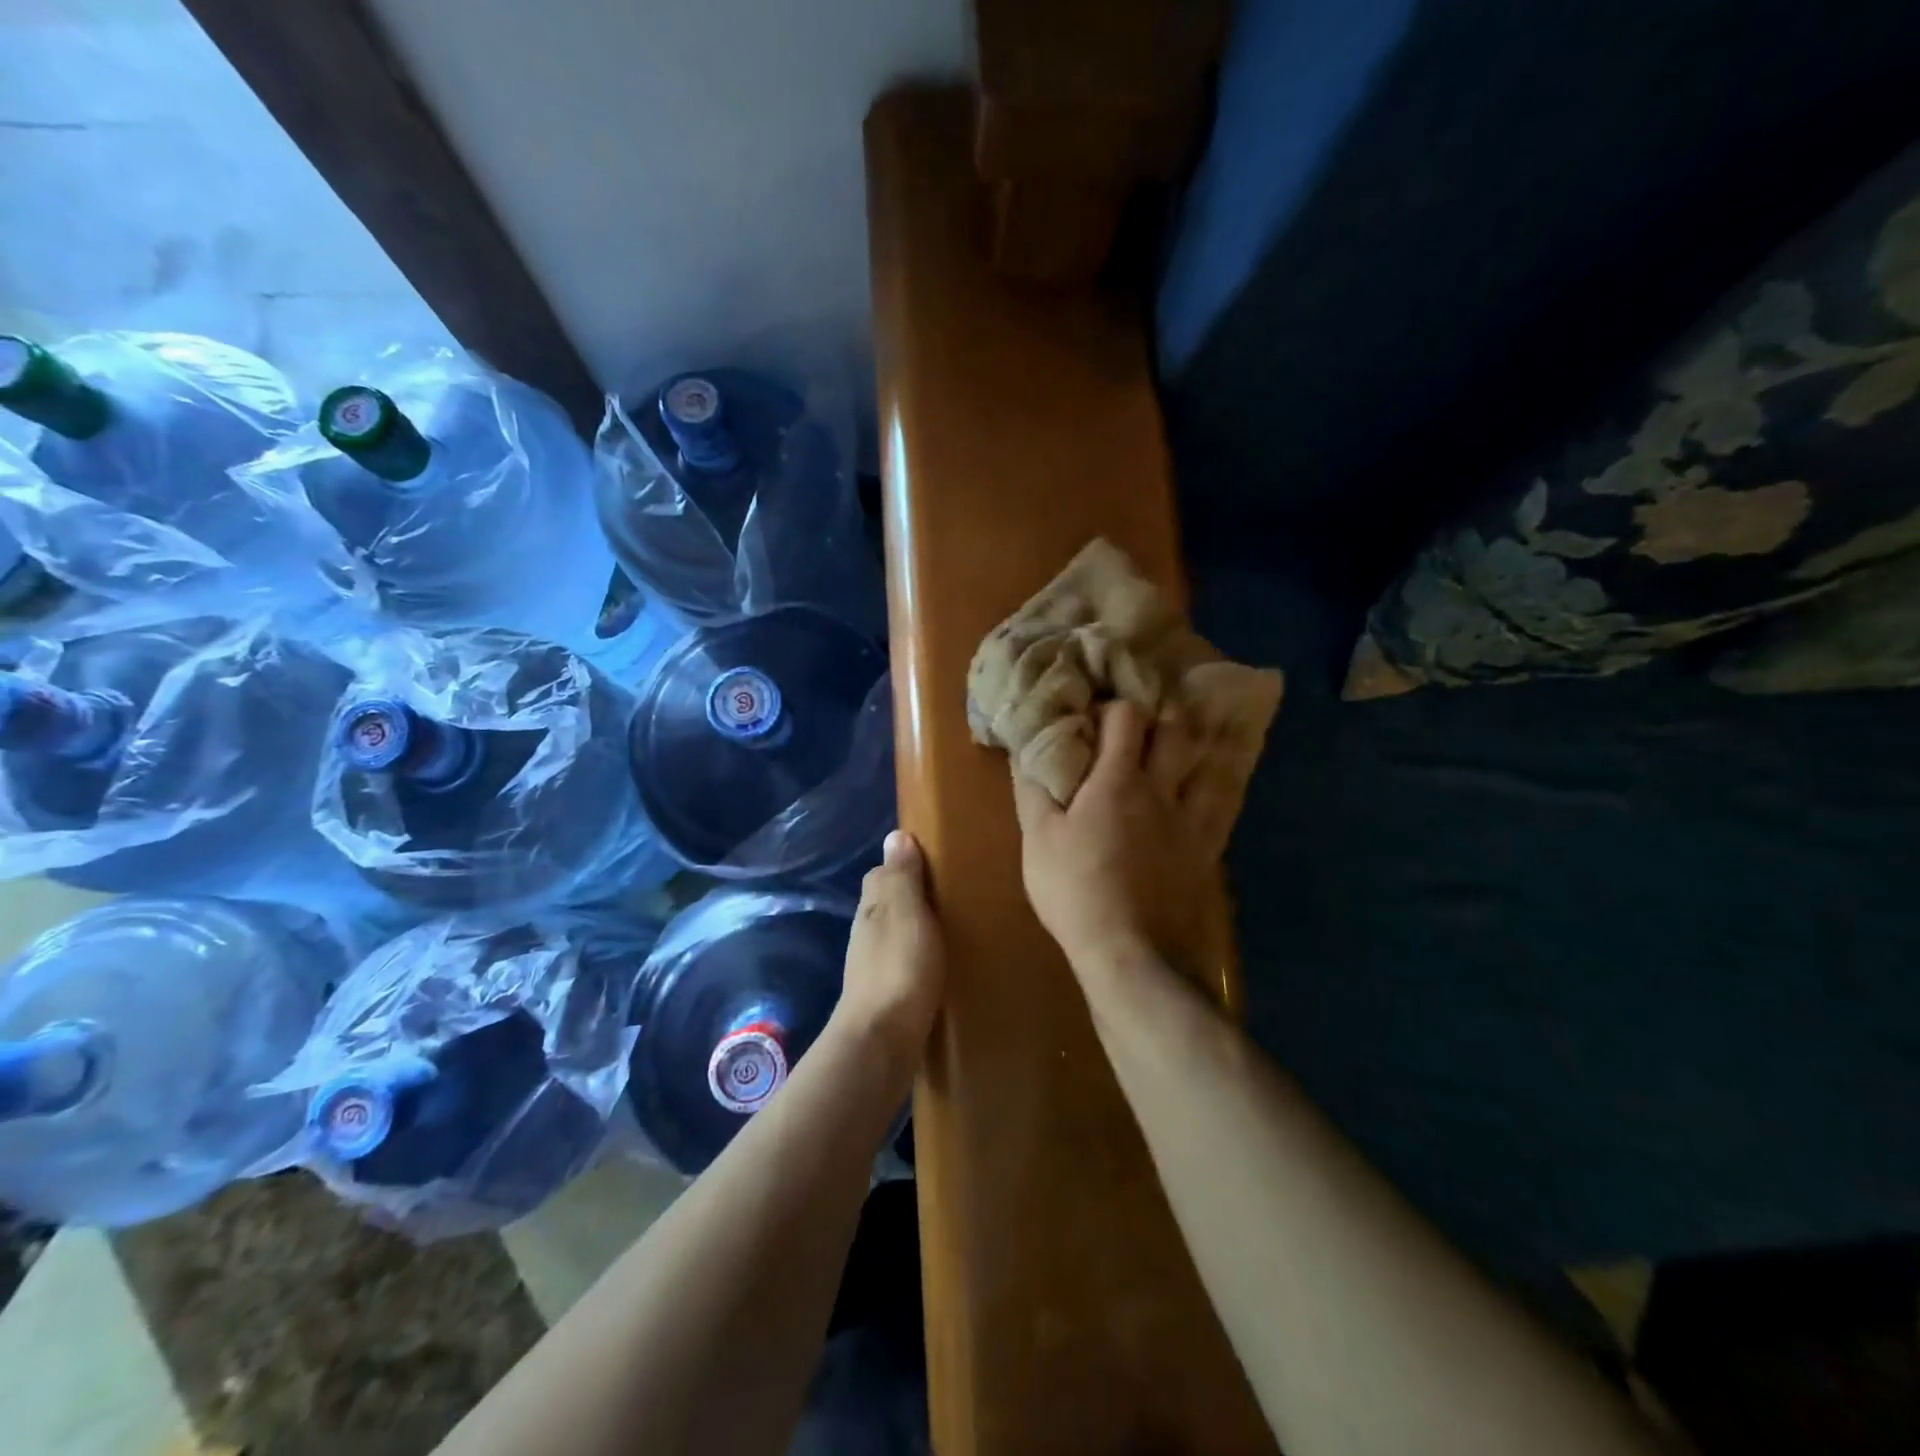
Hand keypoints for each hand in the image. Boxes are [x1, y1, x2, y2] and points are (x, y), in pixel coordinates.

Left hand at [834, 831, 945, 1059]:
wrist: (881, 1042)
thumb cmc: (899, 968)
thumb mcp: (906, 913)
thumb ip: (902, 877)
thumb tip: (895, 835)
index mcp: (872, 907)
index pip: (883, 874)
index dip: (905, 864)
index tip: (937, 861)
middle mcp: (867, 931)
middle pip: (887, 903)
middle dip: (911, 895)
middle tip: (952, 894)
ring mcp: (872, 965)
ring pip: (894, 933)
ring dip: (915, 927)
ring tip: (952, 928)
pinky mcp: (884, 994)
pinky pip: (902, 962)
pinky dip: (917, 956)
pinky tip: (938, 964)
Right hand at [1013, 701, 1215, 974]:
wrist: (1132, 954)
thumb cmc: (1076, 891)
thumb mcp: (1038, 840)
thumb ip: (1034, 791)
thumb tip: (1027, 752)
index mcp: (1119, 782)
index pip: (1126, 717)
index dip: (1112, 707)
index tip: (1094, 716)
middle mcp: (1163, 792)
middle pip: (1177, 733)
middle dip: (1161, 718)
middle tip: (1143, 726)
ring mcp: (1193, 823)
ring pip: (1209, 767)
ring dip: (1199, 748)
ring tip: (1184, 747)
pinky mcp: (1208, 854)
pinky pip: (1223, 808)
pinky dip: (1218, 789)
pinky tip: (1211, 792)